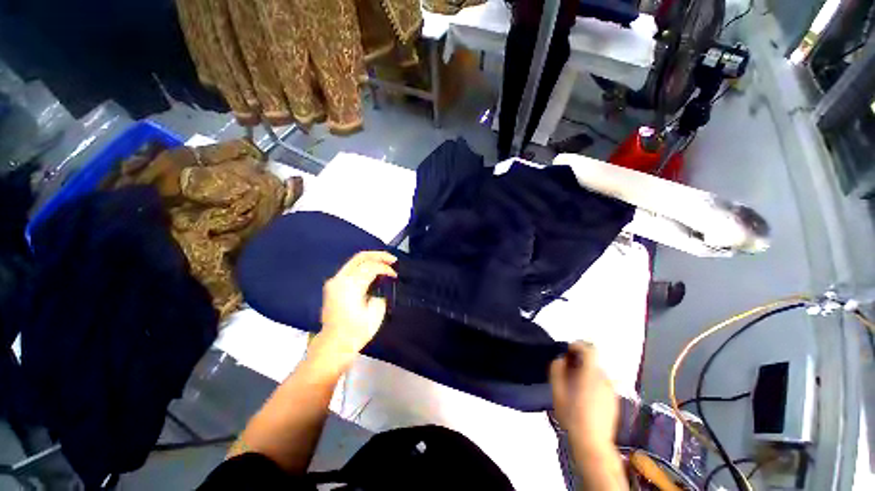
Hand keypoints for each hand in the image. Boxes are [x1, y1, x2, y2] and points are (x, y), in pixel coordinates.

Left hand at [314, 251, 396, 365]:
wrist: (334, 344)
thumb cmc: (356, 332)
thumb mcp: (375, 313)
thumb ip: (379, 294)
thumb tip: (378, 288)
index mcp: (350, 286)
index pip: (371, 267)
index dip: (386, 268)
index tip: (395, 275)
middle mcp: (340, 279)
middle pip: (360, 257)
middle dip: (379, 256)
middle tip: (393, 259)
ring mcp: (334, 281)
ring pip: (354, 261)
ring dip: (371, 260)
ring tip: (385, 263)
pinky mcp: (332, 286)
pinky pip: (350, 269)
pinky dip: (363, 267)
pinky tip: (372, 271)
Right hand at [550, 341, 618, 455]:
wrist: (592, 443)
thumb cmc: (571, 415)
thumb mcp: (557, 391)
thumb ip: (557, 370)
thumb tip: (561, 358)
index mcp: (591, 374)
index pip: (589, 349)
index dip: (577, 346)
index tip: (567, 352)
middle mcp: (604, 379)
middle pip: (592, 361)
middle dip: (578, 361)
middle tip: (566, 370)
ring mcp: (611, 390)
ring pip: (596, 373)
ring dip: (585, 372)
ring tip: (573, 385)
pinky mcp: (614, 400)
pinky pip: (601, 384)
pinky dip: (592, 383)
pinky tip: (583, 397)